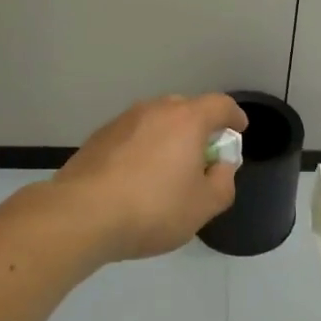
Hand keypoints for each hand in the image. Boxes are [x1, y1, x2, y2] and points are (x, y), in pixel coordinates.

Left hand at [54, 94, 247, 261]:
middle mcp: (155, 109)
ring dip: (168, 137)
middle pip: (187, 109)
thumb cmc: (153, 208)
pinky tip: (136, 178)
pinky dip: (142, 148)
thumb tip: (221, 167)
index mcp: (187, 119)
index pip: (221, 105)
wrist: (82, 215)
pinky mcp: (99, 137)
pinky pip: (133, 135)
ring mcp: (123, 120)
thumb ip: (223, 182)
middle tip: (202, 156)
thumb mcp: (204, 206)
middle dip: (200, 127)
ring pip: (156, 121)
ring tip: (167, 169)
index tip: (238, 131)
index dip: (234, 117)